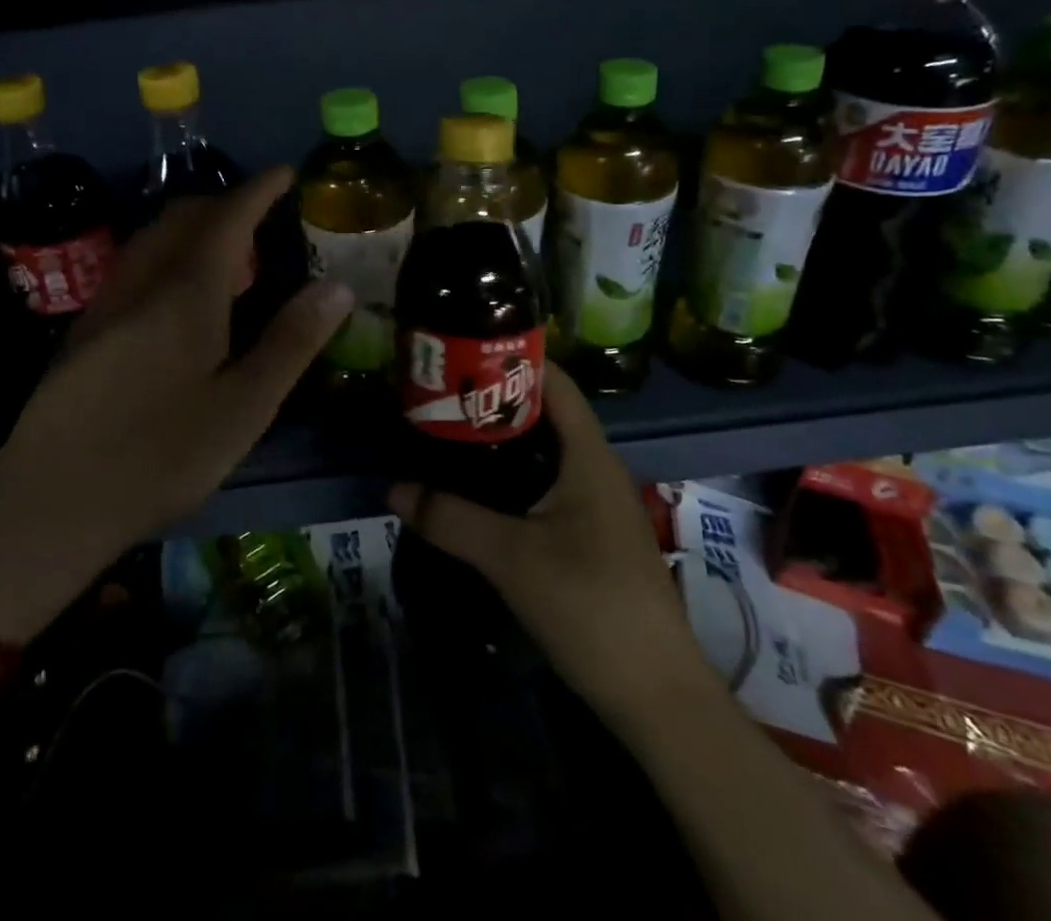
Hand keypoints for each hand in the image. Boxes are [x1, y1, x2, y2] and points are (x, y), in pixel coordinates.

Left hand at [0, 168, 353, 642]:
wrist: (51, 501)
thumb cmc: (160, 456)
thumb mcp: (243, 408)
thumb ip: (290, 343)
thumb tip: (338, 286)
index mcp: (185, 295)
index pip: (226, 219)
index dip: (257, 190)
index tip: (284, 172)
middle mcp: (141, 285)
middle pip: (181, 219)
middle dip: (222, 202)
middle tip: (259, 210)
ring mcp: (105, 306)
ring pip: (151, 240)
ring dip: (190, 227)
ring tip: (224, 248)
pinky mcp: (84, 333)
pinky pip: (133, 267)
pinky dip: (166, 255)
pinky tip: (176, 294)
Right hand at [388, 362, 706, 708]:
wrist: (656, 697)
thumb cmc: (590, 606)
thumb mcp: (511, 557)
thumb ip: (450, 518)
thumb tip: (394, 488)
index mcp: (589, 457)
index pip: (554, 383)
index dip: (511, 359)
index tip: (460, 353)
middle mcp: (596, 471)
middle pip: (544, 416)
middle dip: (492, 402)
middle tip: (440, 397)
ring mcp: (597, 506)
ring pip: (543, 455)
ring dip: (500, 444)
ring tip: (447, 436)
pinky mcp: (590, 538)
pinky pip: (545, 488)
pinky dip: (510, 478)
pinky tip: (476, 493)